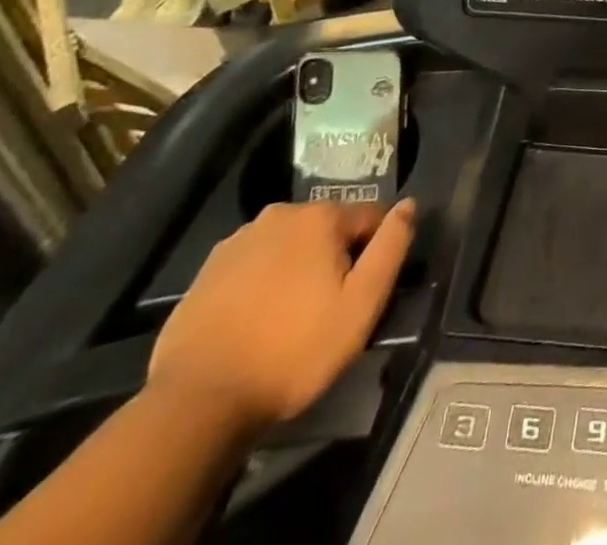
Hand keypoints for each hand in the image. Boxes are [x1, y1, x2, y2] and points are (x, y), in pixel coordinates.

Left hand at [146, 198, 416, 433]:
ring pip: (288, 245)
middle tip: (329, 309)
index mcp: (320, 216)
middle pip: (327, 229)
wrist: (197, 402)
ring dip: (298, 268)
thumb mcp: (361, 304)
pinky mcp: (207, 270)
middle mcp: (280, 214)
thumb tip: (409, 205)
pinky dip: (262, 283)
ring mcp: (238, 241)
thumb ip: (391, 247)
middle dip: (335, 258)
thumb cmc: (293, 351)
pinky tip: (256, 322)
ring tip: (290, 319)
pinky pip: (253, 265)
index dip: (375, 253)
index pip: (370, 217)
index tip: (365, 293)